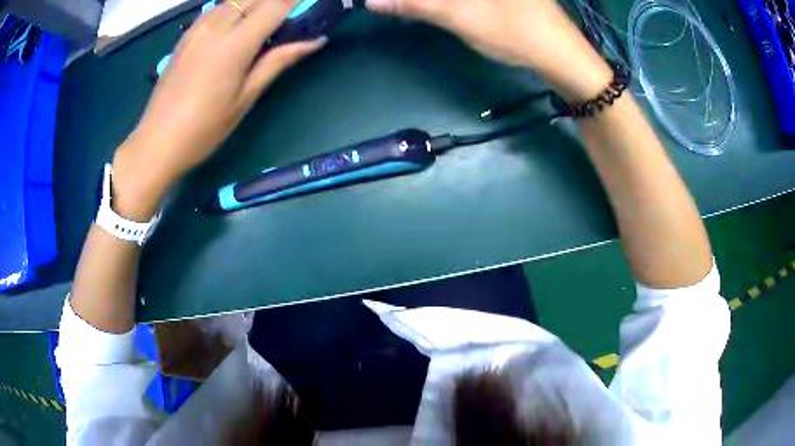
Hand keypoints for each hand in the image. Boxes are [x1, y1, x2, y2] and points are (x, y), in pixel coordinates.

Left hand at [112, 0, 325, 219]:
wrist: (156, 142)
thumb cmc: (204, 129)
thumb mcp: (245, 98)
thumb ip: (278, 61)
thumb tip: (315, 41)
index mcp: (234, 44)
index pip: (276, 5)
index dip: (296, 1)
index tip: (312, 6)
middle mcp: (216, 26)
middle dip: (277, 1)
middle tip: (288, 18)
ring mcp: (197, 28)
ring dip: (255, 3)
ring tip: (264, 23)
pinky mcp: (186, 35)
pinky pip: (216, 8)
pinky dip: (234, 8)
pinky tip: (237, 24)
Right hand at [366, 0, 611, 99]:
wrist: (563, 56)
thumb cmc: (515, 33)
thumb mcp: (460, 16)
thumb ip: (415, 4)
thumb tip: (372, 1)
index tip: (388, 4)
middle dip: (419, 0)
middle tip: (394, 7)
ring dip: (432, 1)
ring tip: (408, 9)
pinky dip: (447, 2)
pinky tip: (434, 8)